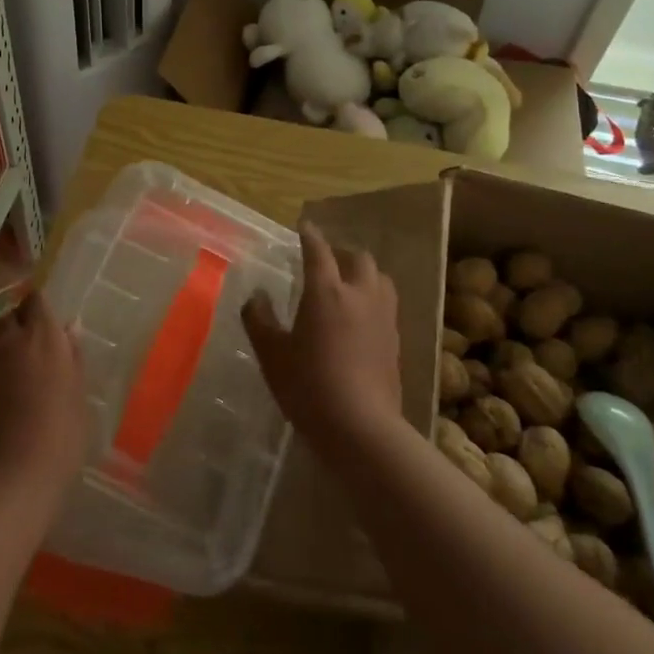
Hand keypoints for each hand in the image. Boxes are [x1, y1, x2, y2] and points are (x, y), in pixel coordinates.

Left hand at [0, 289, 86, 512]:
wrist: (4, 480)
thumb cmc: (57, 439)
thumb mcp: (77, 397)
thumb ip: (72, 356)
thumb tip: (70, 326)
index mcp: (42, 334)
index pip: (36, 301)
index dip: (40, 315)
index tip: (47, 336)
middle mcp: (5, 336)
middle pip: (10, 319)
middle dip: (19, 333)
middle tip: (30, 364)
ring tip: (5, 386)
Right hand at [242, 223, 402, 456]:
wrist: (361, 428)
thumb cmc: (308, 386)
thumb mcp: (271, 354)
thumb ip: (259, 319)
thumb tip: (257, 296)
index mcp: (326, 291)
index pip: (318, 250)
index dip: (310, 235)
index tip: (303, 226)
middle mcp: (359, 295)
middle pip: (358, 258)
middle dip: (342, 252)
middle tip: (326, 260)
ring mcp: (383, 317)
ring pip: (380, 279)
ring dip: (364, 273)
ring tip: (348, 284)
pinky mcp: (396, 341)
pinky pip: (386, 305)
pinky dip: (373, 299)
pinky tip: (360, 317)